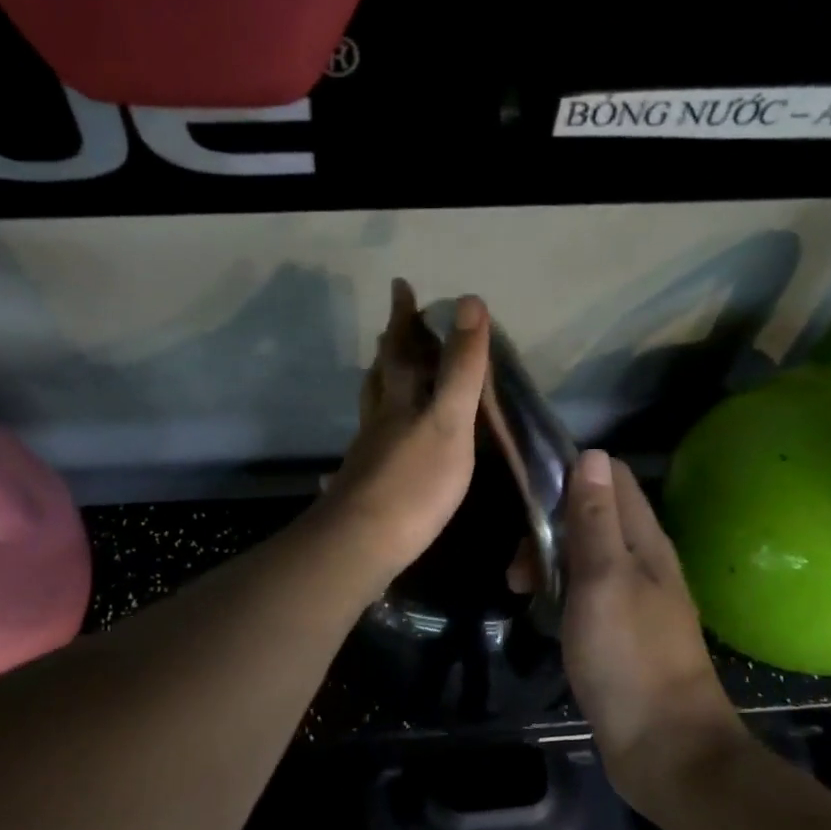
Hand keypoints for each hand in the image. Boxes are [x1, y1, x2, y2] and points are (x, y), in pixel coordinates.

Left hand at [321, 279, 491, 580]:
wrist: (362, 543)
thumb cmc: (414, 482)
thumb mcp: (448, 421)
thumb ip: (461, 368)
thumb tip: (469, 302)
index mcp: (399, 400)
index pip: (400, 348)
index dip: (403, 317)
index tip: (400, 286)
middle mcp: (378, 420)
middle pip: (381, 375)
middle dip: (390, 348)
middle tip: (393, 329)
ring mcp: (368, 453)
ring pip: (373, 408)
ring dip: (381, 386)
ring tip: (387, 377)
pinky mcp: (366, 484)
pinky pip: (375, 441)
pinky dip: (382, 428)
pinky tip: (385, 443)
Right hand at [553, 450, 746, 815]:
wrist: (665, 747)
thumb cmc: (629, 657)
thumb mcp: (603, 580)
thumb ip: (595, 520)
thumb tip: (591, 454)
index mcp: (645, 541)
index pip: (611, 478)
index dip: (569, 475)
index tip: (527, 499)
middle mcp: (643, 561)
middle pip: (592, 516)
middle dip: (549, 527)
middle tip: (519, 567)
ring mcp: (633, 598)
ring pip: (585, 555)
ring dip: (549, 561)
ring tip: (519, 590)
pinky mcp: (621, 631)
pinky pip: (585, 591)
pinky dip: (559, 591)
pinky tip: (540, 612)